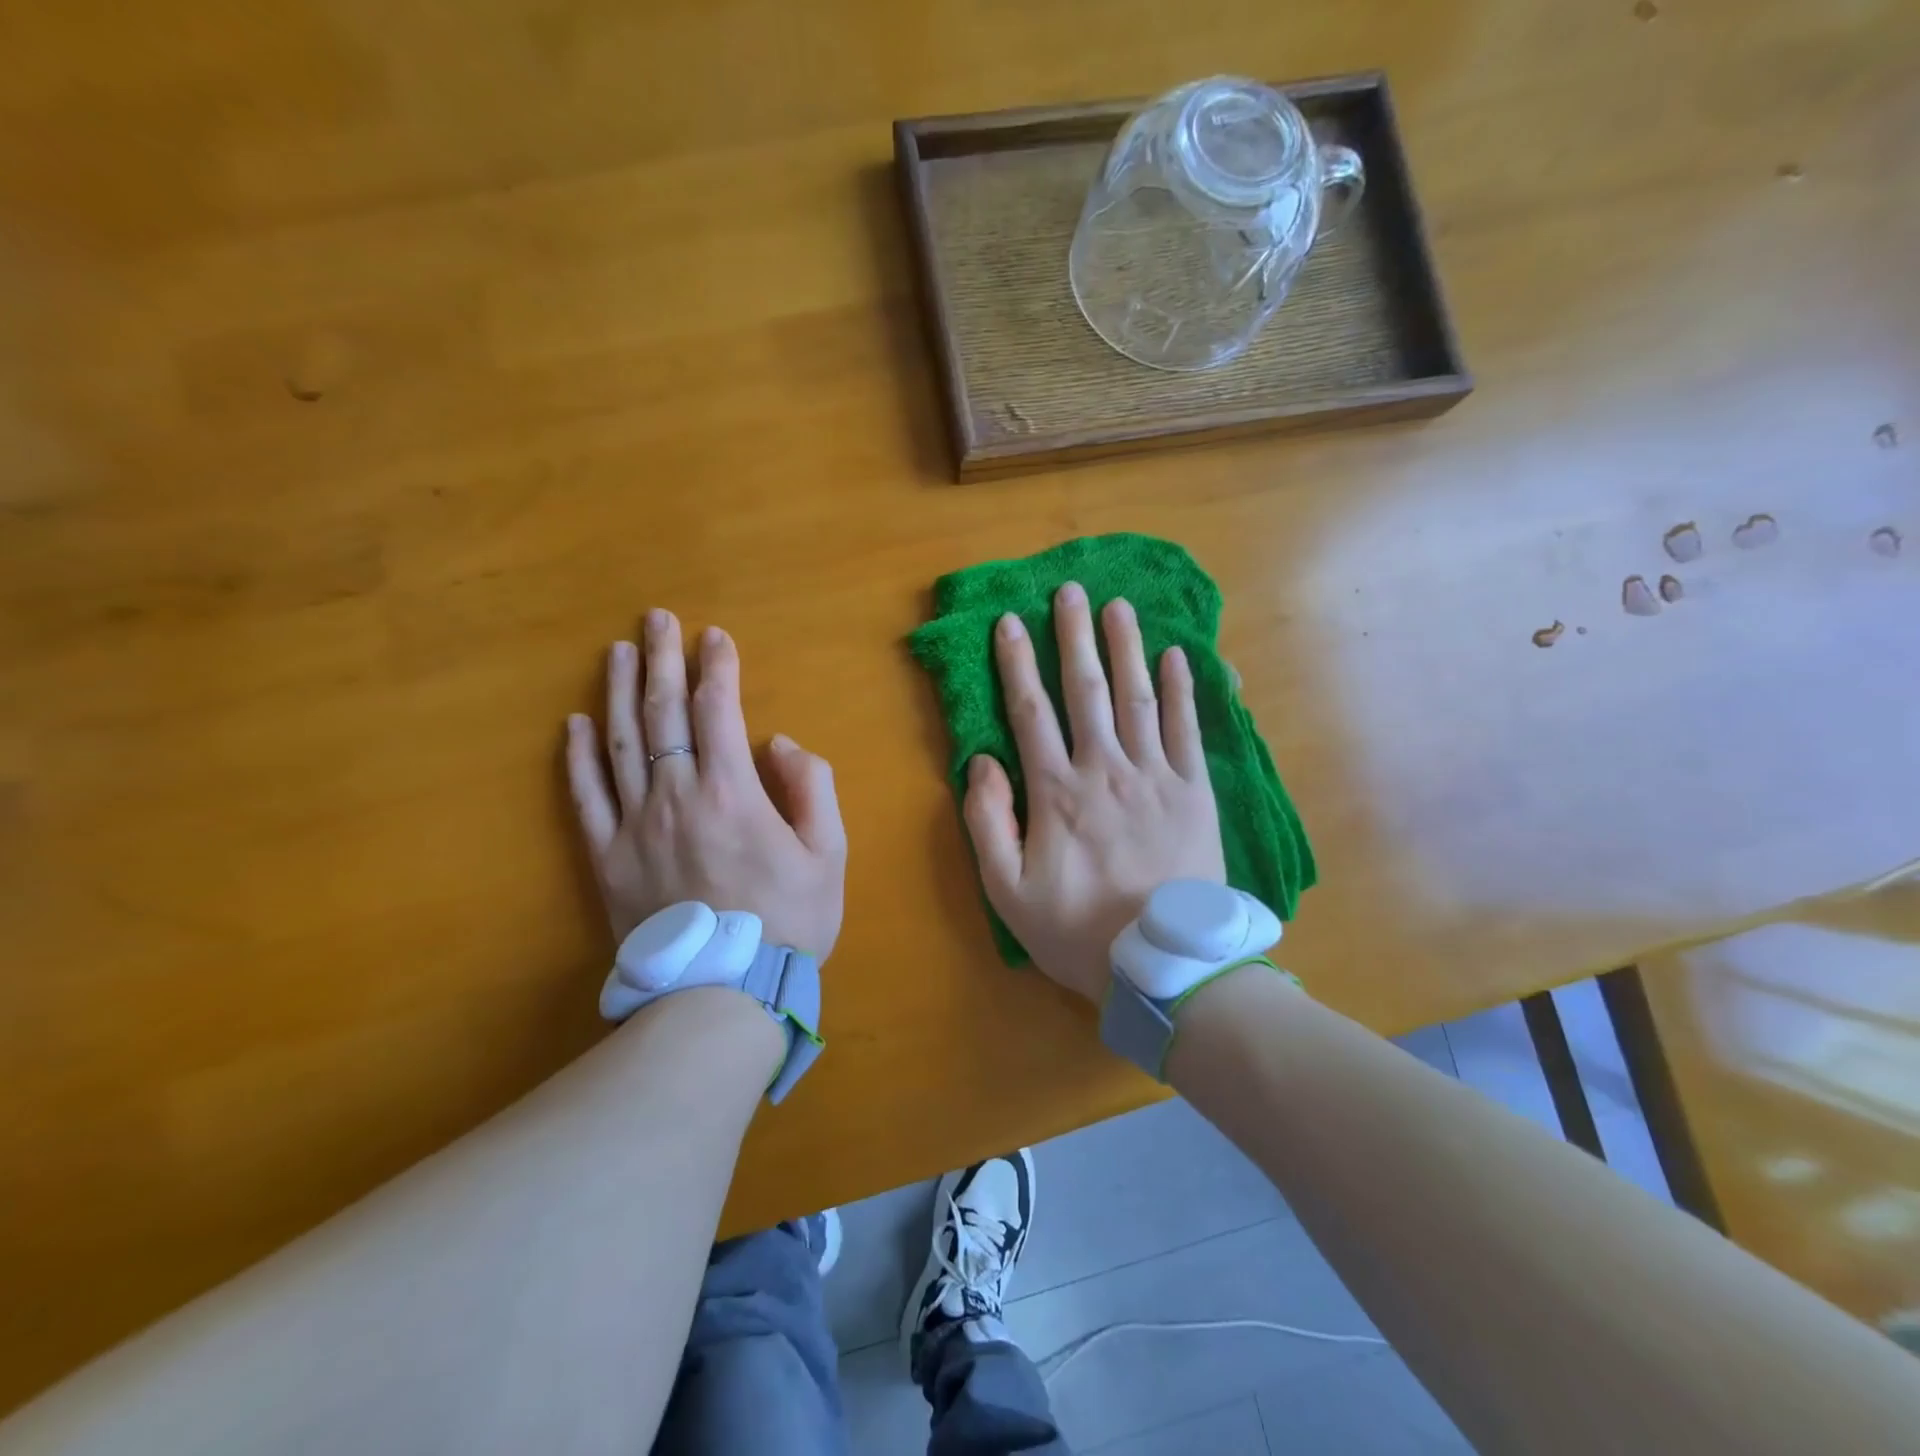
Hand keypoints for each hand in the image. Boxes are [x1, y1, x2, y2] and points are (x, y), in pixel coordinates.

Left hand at [565, 610, 846, 957]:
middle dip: (661, 660)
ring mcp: (634, 825)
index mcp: (732, 792)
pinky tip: (575, 723)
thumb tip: (780, 744)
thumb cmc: (788, 921)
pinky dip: (578, 757)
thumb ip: (812, 788)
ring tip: (617, 652)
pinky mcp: (606, 857)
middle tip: (656, 619)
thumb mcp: (829, 854)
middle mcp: (676, 796)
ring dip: (617, 693)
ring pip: (620, 744)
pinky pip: (586, 798)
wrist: (724, 991)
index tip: (714, 636)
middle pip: (664, 714)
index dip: (717, 667)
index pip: (719, 710)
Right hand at [963, 583, 1226, 1002]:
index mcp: (1057, 791)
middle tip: (1071, 591)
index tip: (1010, 622)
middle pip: (1086, 690)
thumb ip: (987, 822)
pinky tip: (1176, 657)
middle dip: (1074, 636)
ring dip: (1126, 648)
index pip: (1030, 712)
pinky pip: (1187, 730)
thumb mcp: (1007, 890)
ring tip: (1120, 606)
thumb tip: (983, 761)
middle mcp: (1105, 769)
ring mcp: (1155, 777)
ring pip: (1137, 698)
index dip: (1017, 663)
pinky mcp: (1194, 792)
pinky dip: (1183, 691)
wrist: (1162, 965)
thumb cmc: (1076, 929)